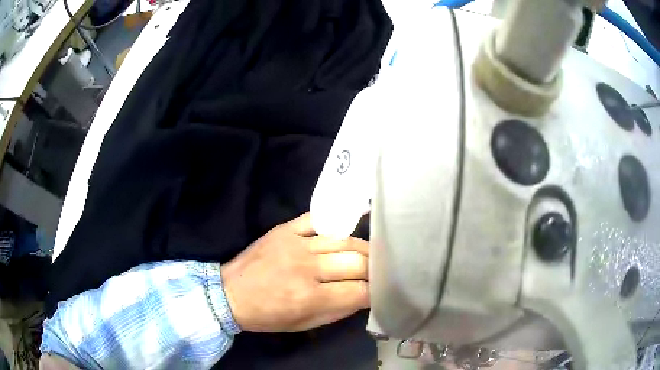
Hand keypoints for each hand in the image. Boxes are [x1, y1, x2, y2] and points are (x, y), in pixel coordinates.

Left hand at [221, 213, 368, 331]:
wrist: (230, 293)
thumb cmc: (267, 316)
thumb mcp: (305, 324)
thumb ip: (339, 311)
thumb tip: (365, 296)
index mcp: (310, 298)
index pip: (360, 291)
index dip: (376, 293)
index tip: (380, 292)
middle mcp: (307, 268)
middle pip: (357, 262)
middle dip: (375, 269)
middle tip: (379, 272)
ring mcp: (296, 244)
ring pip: (344, 240)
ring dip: (363, 248)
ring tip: (369, 254)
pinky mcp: (285, 229)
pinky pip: (318, 220)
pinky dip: (336, 225)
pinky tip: (347, 231)